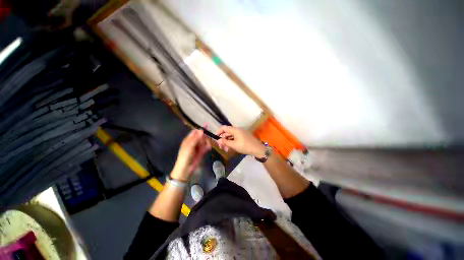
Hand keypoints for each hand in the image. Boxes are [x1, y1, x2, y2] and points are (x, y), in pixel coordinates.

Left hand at [171, 129, 210, 180]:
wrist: (186, 168)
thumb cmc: (185, 156)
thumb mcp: (190, 146)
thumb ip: (196, 138)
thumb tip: (202, 130)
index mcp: (189, 139)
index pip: (195, 132)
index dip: (200, 130)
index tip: (206, 128)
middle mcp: (194, 142)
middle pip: (201, 136)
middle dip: (205, 137)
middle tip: (206, 139)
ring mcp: (199, 147)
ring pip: (205, 141)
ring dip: (207, 142)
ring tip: (207, 145)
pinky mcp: (202, 151)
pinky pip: (206, 147)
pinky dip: (208, 146)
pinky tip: (208, 148)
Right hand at [215, 126, 265, 156]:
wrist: (258, 149)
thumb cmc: (245, 146)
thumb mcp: (234, 145)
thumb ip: (225, 142)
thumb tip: (218, 140)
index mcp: (235, 130)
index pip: (224, 127)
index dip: (218, 132)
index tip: (215, 138)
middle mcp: (237, 130)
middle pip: (227, 132)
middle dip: (223, 139)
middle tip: (221, 147)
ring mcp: (241, 133)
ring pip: (231, 136)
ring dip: (227, 142)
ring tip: (226, 150)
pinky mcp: (243, 136)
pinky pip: (235, 138)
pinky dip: (232, 142)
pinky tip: (230, 148)